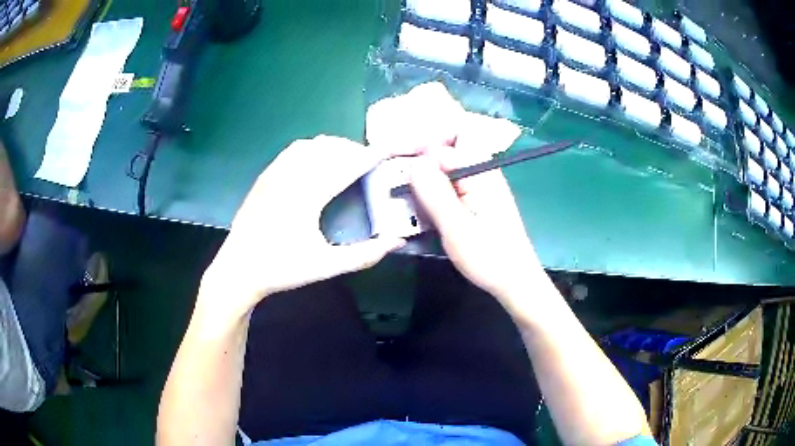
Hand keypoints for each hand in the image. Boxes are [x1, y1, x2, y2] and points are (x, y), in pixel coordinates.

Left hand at [200, 136, 405, 319]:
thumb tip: (397, 241)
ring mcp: (274, 174)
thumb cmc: (281, 269)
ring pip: (310, 145)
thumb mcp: (326, 266)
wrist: (238, 270)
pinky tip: (316, 162)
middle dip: (354, 150)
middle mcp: (290, 176)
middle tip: (371, 163)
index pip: (347, 166)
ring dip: (332, 147)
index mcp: (308, 196)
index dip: (371, 156)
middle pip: (329, 149)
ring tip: (347, 160)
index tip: (389, 150)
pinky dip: (312, 149)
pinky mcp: (264, 176)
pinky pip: (292, 151)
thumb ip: (365, 255)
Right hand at [409, 146, 554, 313]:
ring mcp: (479, 186)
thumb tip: (414, 163)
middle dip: (420, 159)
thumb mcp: (457, 227)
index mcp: (481, 172)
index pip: (450, 138)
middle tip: (397, 178)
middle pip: (447, 149)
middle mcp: (481, 172)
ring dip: (424, 178)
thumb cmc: (489, 257)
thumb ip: (435, 193)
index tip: (396, 158)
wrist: (515, 281)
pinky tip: (422, 209)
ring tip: (404, 195)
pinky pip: (450, 185)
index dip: (422, 142)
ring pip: (446, 168)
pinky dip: (433, 192)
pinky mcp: (476, 201)